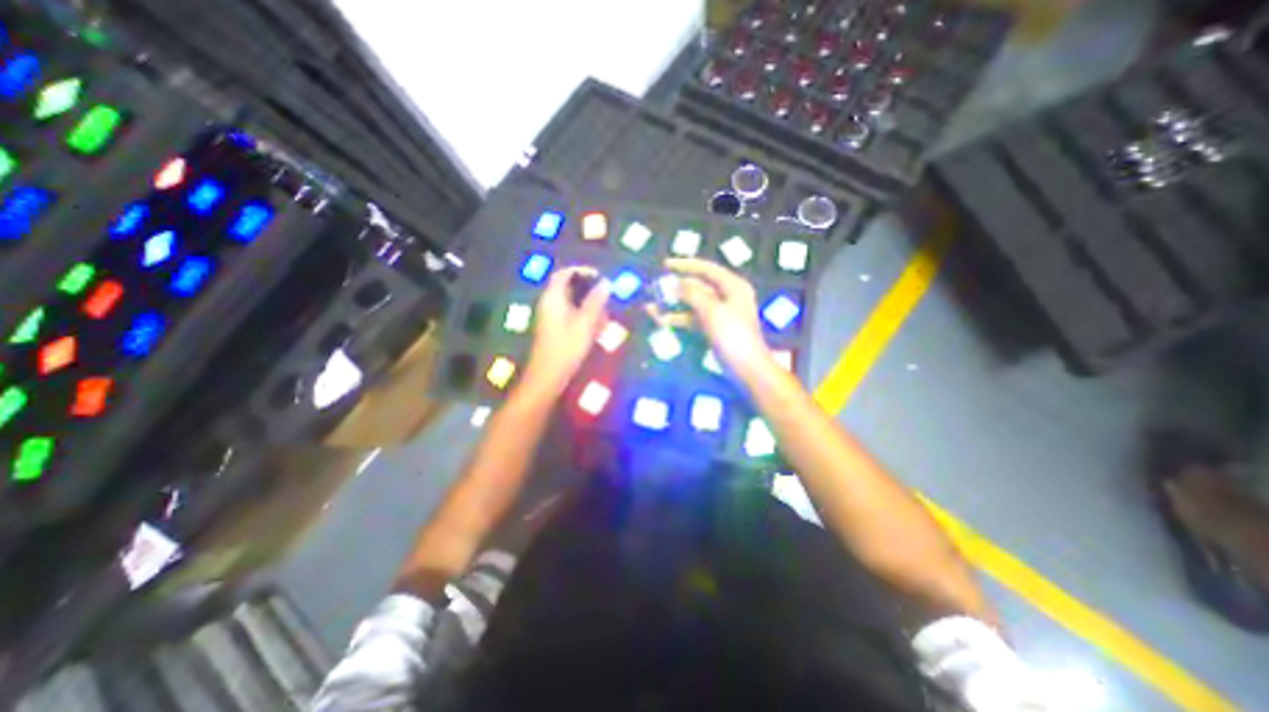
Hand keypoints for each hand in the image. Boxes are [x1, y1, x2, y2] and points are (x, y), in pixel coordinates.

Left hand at [522, 265, 608, 397]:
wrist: (548, 376)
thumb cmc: (567, 348)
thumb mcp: (585, 323)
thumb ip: (596, 301)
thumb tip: (606, 282)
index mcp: (553, 298)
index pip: (564, 274)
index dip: (582, 271)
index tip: (600, 276)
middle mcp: (549, 304)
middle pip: (568, 288)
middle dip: (588, 290)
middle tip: (606, 297)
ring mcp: (549, 317)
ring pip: (571, 303)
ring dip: (588, 305)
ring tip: (604, 314)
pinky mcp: (553, 329)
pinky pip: (569, 315)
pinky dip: (583, 316)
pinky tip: (595, 328)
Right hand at [660, 257, 777, 383]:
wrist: (745, 367)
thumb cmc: (732, 335)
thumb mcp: (712, 311)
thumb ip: (692, 294)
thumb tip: (675, 284)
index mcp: (732, 286)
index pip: (706, 269)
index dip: (685, 265)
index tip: (665, 264)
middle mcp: (726, 296)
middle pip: (697, 286)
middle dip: (675, 287)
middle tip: (654, 287)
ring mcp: (718, 313)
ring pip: (691, 303)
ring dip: (673, 304)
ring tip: (650, 305)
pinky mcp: (711, 328)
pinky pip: (691, 318)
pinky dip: (677, 318)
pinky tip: (660, 319)